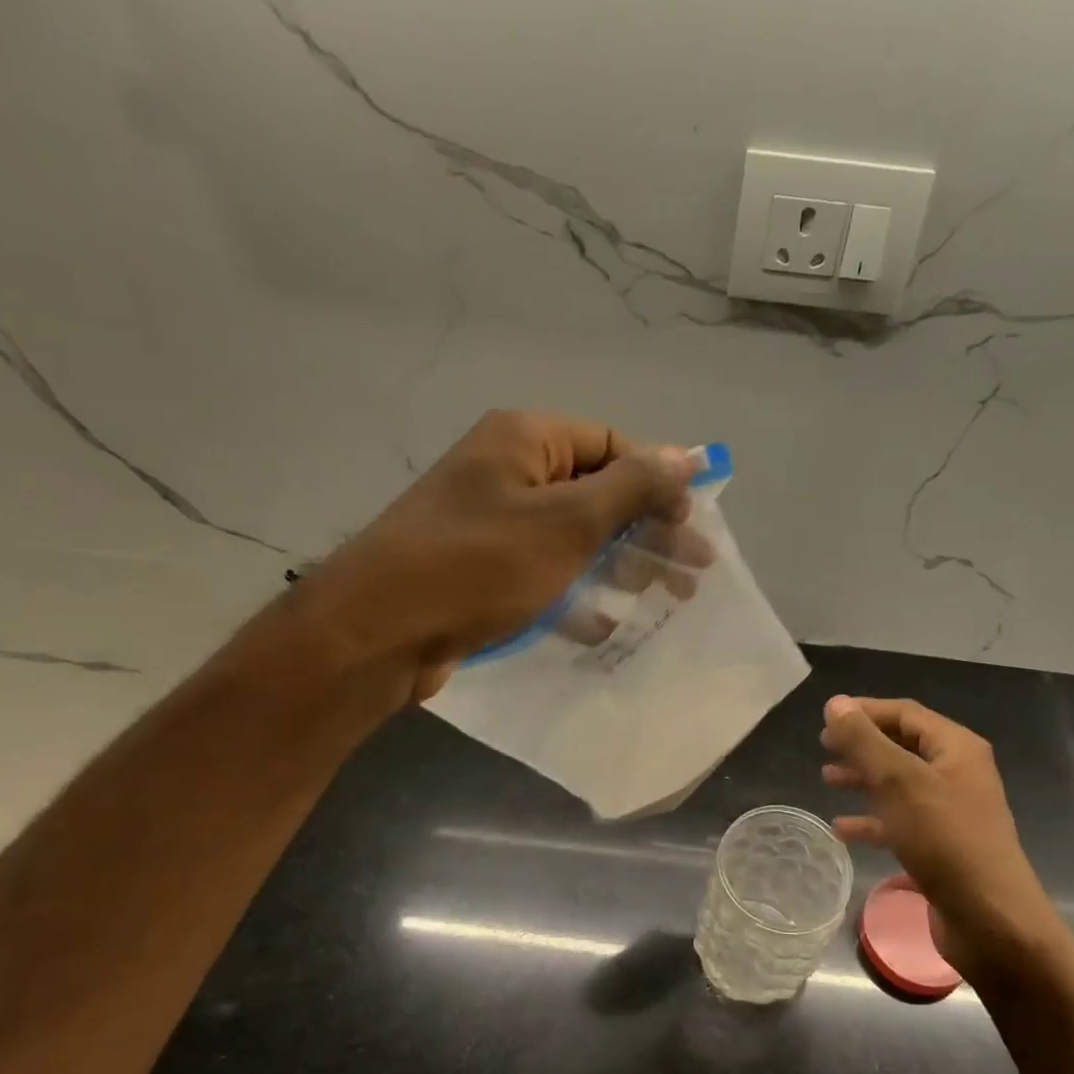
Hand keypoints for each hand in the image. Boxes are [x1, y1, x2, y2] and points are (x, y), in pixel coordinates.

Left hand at [305, 410, 693, 698]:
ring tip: (667, 598)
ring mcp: (491, 526)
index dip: (658, 482)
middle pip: (597, 494)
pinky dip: (578, 594)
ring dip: (622, 566)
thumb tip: (687, 456)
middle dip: (649, 532)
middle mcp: (507, 473)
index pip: (612, 445)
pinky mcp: (481, 574)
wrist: (379, 631)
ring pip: (574, 539)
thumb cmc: (480, 564)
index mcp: (525, 441)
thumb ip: (632, 487)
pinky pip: (544, 575)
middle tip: (694, 572)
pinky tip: (607, 623)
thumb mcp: (569, 521)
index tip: (693, 524)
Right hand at [821, 696, 1065, 988]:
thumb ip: (864, 740)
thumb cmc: (945, 839)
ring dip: (863, 779)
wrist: (990, 920)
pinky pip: (900, 821)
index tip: (827, 718)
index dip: (865, 711)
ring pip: (899, 784)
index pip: (906, 714)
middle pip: (902, 747)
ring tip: (827, 780)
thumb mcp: (898, 781)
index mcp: (956, 749)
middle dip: (862, 745)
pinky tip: (842, 829)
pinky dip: (872, 820)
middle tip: (824, 747)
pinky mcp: (942, 846)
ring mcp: (951, 812)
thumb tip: (836, 703)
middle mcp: (957, 774)